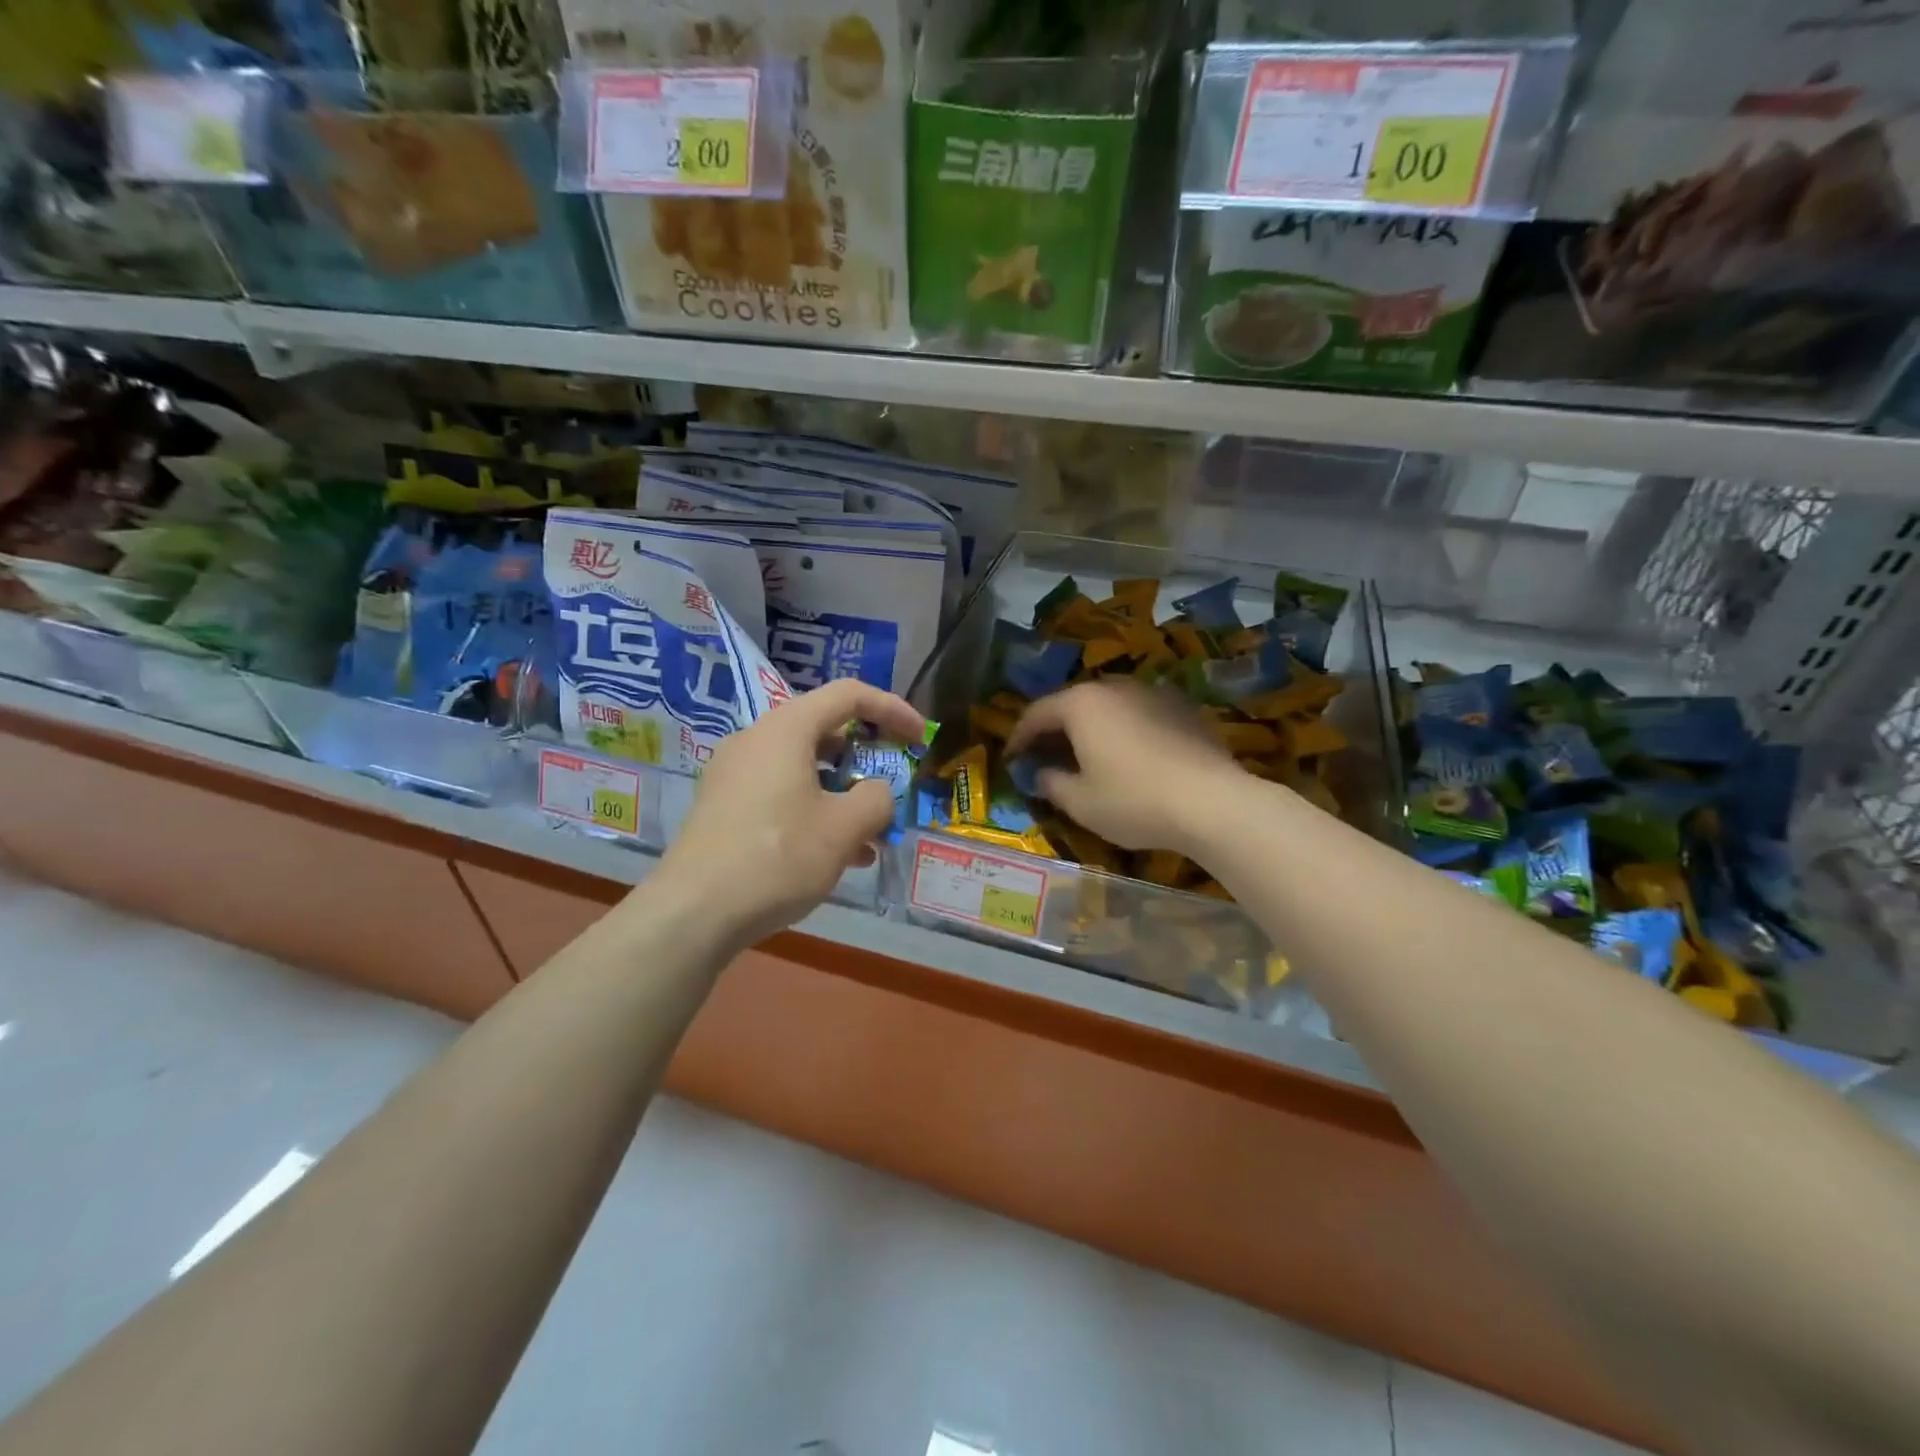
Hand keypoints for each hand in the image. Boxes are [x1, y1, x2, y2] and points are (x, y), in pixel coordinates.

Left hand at [654, 678, 925, 947]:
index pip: (849, 695)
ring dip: (843, 793)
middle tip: (891, 787)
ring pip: (803, 768)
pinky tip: (835, 855)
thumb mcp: (844, 829)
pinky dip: (814, 810)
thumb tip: (876, 793)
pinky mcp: (724, 807)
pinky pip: (781, 793)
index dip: (892, 710)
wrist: (693, 912)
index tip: (920, 739)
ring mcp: (734, 774)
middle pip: (824, 730)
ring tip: (871, 836)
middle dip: (867, 758)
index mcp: (786, 729)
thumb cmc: (777, 857)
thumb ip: (876, 799)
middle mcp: (756, 740)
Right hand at [1006, 679, 1245, 854]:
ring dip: (1091, 728)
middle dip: (1055, 729)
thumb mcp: (1080, 802)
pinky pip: (1140, 714)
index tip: (1011, 758)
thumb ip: (1052, 783)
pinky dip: (1124, 730)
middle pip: (1073, 704)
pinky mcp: (1183, 708)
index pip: (1037, 713)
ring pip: (1109, 706)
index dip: (1019, 737)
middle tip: (1045, 756)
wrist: (1212, 802)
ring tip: (1087, 755)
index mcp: (1082, 704)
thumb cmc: (1133, 801)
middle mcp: (1115, 687)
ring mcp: (1153, 693)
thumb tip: (1042, 774)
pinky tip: (1130, 756)